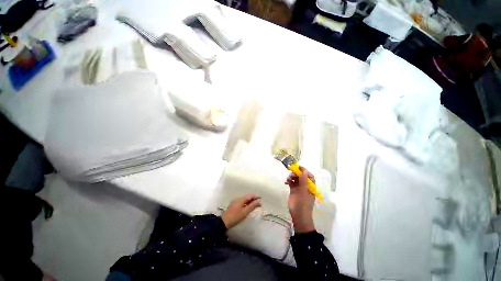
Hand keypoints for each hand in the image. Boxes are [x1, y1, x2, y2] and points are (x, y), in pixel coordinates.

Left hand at [221, 194, 260, 228]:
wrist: (224, 222)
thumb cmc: (236, 217)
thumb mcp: (245, 212)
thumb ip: (252, 206)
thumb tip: (259, 201)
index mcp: (241, 199)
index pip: (250, 196)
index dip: (255, 196)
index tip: (261, 198)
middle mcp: (238, 199)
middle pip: (247, 197)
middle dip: (253, 199)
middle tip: (259, 203)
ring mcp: (235, 202)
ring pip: (244, 200)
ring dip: (250, 202)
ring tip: (255, 205)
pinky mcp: (234, 206)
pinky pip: (242, 203)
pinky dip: (246, 204)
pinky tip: (248, 208)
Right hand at [285, 167, 315, 233]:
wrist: (298, 215)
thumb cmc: (303, 203)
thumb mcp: (304, 191)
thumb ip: (303, 180)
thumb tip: (304, 170)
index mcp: (310, 186)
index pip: (309, 175)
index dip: (304, 170)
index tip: (298, 167)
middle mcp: (305, 186)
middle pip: (301, 176)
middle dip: (297, 173)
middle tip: (291, 173)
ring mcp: (299, 188)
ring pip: (296, 179)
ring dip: (292, 176)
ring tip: (288, 178)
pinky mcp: (293, 190)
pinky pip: (291, 183)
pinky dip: (289, 180)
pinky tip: (286, 181)